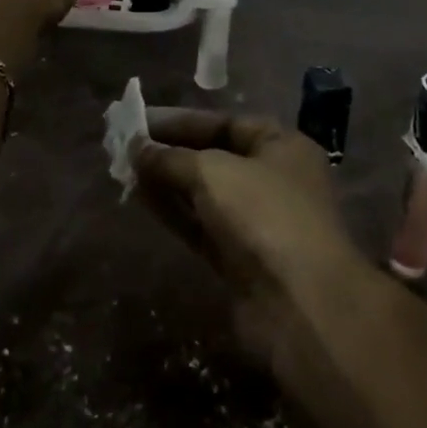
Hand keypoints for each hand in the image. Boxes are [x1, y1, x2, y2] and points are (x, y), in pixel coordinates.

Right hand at [134, 108, 366, 359]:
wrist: (301, 306)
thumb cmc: (263, 215)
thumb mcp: (212, 171)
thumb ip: (170, 158)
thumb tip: (136, 148)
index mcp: (281, 146)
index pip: (225, 123)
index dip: (182, 120)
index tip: (140, 121)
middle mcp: (273, 179)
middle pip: (213, 157)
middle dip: (170, 151)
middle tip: (125, 146)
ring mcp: (257, 223)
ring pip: (203, 194)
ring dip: (167, 181)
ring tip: (124, 169)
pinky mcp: (241, 261)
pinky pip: (200, 226)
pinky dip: (173, 211)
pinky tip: (141, 198)